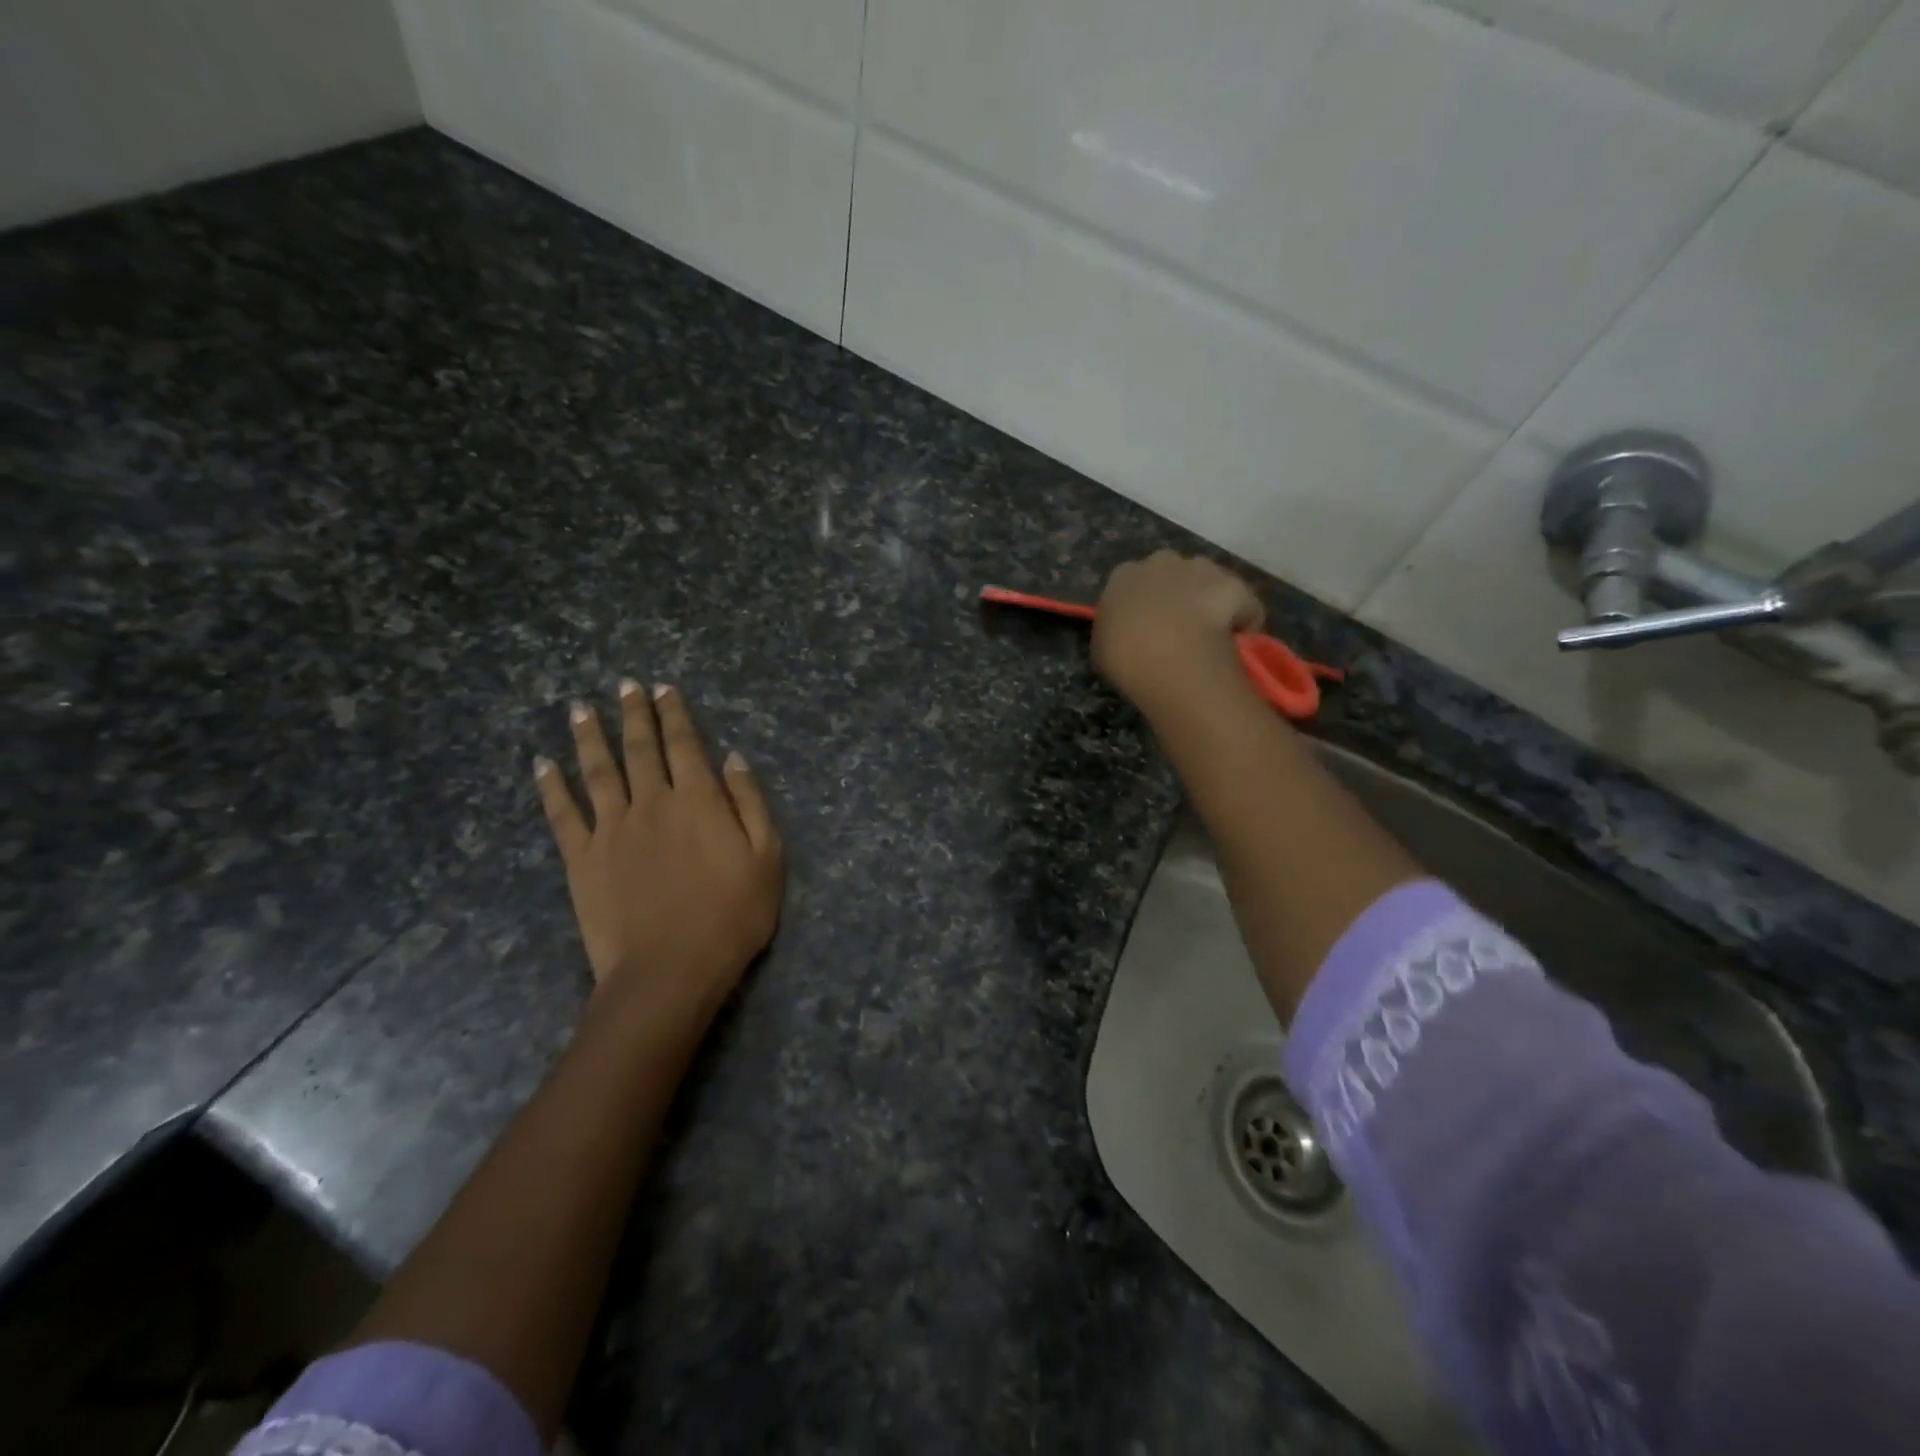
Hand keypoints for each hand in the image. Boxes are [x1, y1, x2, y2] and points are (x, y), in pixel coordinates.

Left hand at [535, 682, 783, 1011]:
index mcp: (698, 800)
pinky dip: (551, 787)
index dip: (675, 714)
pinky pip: (562, 814)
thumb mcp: (767, 857)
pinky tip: (542, 764)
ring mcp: (611, 829)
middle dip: (634, 713)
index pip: (685, 744)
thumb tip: (732, 757)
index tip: (664, 689)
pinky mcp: (581, 858)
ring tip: (581, 708)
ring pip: (598, 771)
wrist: (670, 969)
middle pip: (640, 748)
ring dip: (589, 737)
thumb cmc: (731, 916)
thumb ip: (749, 802)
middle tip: (625, 685)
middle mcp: (652, 802)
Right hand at [1091, 551, 1264, 714]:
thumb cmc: (1125, 658)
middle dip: (1176, 592)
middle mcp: (1161, 562)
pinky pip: (1242, 601)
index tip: (1143, 625)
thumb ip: (1114, 629)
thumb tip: (1126, 632)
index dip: (1140, 603)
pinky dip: (1242, 616)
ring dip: (1207, 597)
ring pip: (1207, 579)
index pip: (1130, 581)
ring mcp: (1201, 569)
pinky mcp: (1234, 585)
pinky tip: (1237, 639)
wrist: (1170, 660)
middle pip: (1172, 573)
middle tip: (1177, 626)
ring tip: (1208, 632)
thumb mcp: (1102, 647)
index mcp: (1123, 576)